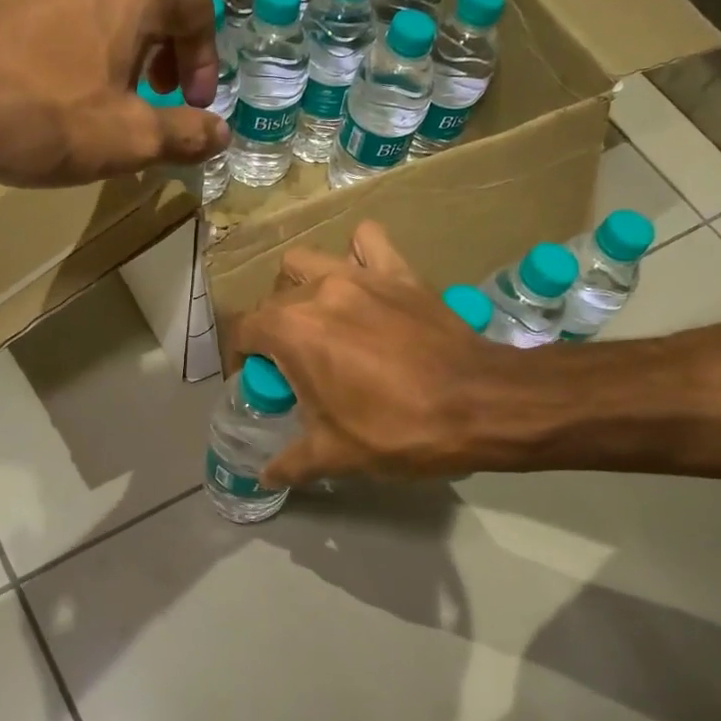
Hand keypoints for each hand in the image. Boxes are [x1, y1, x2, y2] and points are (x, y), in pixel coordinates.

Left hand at [0, 0, 226, 185]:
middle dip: (169, 38)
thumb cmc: (37, 112)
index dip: (206, 63)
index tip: (190, 106)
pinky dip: (84, 27)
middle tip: (158, 87)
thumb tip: (222, 134)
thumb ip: (185, 135)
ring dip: (126, 32)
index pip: (199, 10)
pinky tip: (60, 74)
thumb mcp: (127, 139)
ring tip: (111, 85)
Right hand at [231, 222, 511, 485]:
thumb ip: (290, 464)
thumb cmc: (397, 429)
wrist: (478, 404)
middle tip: (298, 368)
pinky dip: (357, 254)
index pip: (243, 331)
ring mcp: (361, 275)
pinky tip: (364, 281)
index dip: (242, 359)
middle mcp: (319, 290)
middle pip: (275, 301)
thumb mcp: (335, 456)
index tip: (260, 383)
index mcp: (292, 330)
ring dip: (302, 287)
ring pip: (309, 262)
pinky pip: (368, 243)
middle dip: (274, 332)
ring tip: (322, 319)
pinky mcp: (400, 272)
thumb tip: (266, 477)